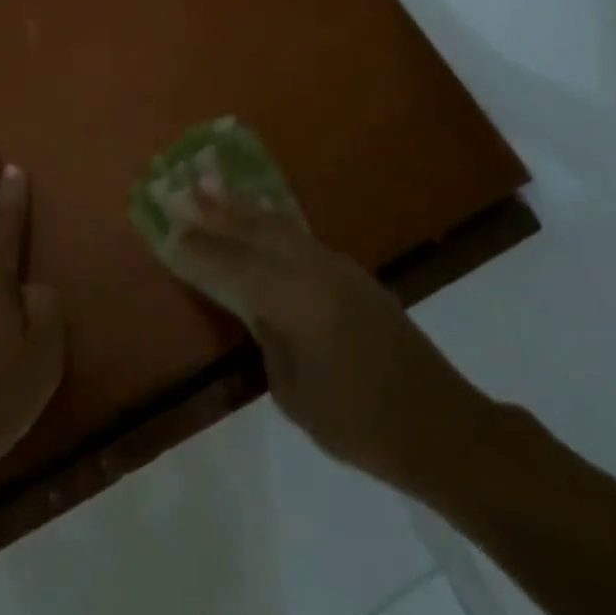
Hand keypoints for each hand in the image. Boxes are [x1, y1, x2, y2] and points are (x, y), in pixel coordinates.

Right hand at [162, 179, 492, 490]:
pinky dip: (274, 226)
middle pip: (259, 234)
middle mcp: (318, 273)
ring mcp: (341, 270)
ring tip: (216, 187)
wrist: (442, 427)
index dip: (204, 249)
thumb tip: (257, 309)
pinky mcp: (356, 276)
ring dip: (246, 210)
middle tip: (188, 187)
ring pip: (282, 230)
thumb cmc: (361, 425)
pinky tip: (262, 222)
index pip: (238, 267)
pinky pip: (302, 240)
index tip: (172, 229)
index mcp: (300, 302)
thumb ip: (270, 339)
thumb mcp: (296, 394)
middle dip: (221, 212)